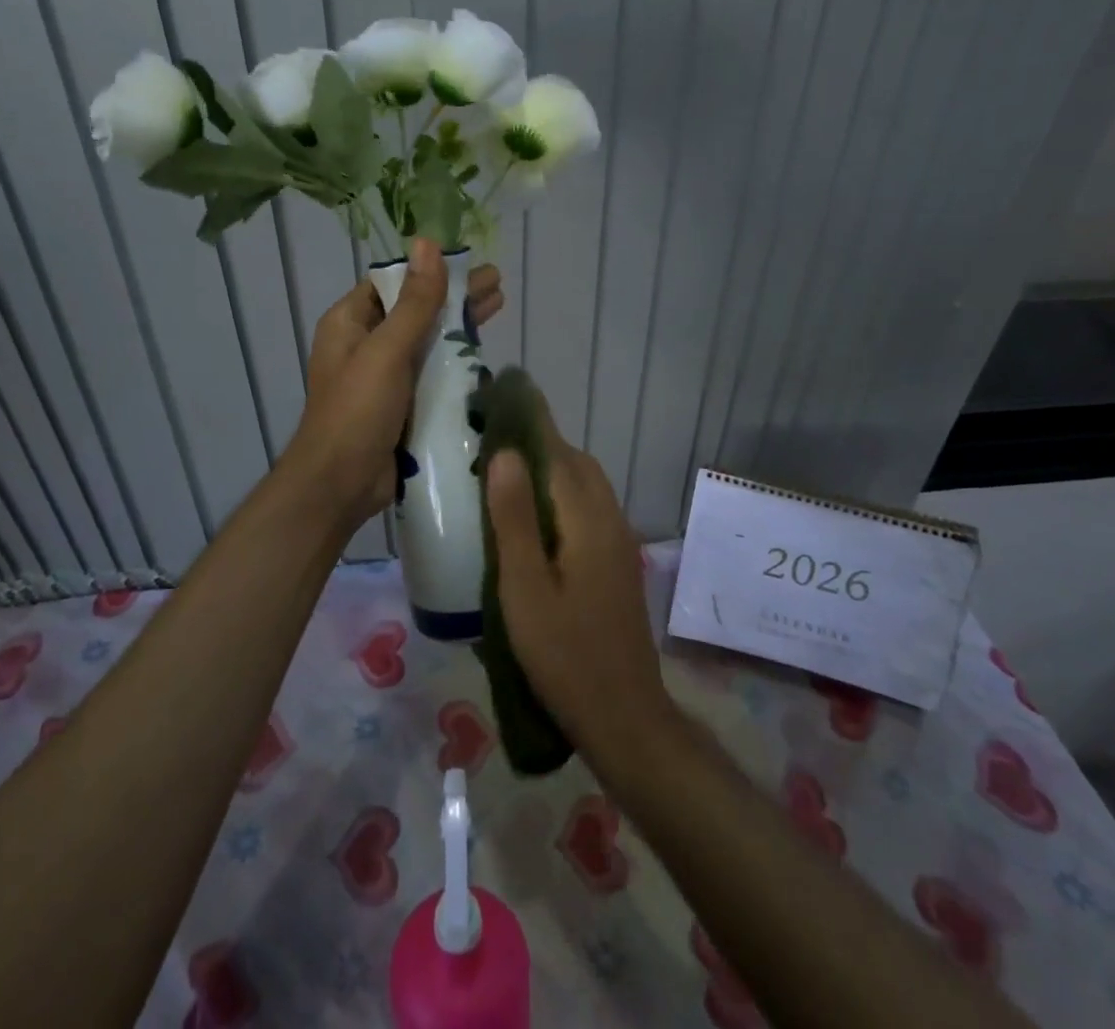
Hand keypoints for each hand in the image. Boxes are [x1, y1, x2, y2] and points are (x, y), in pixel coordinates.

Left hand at [286, 237, 503, 532]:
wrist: (340, 485)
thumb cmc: (357, 411)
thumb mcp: (387, 351)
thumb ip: (414, 301)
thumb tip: (428, 243)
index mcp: (350, 323)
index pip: (393, 282)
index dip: (430, 269)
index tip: (468, 261)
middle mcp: (366, 344)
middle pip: (415, 309)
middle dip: (454, 296)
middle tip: (497, 284)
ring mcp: (385, 375)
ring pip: (427, 340)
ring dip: (459, 325)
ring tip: (499, 307)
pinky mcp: (403, 403)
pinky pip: (432, 371)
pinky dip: (456, 359)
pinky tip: (486, 352)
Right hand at [486, 423, 672, 763]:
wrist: (623, 716)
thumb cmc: (564, 654)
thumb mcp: (525, 588)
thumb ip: (514, 519)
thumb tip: (505, 453)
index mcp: (588, 518)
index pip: (558, 451)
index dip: (530, 422)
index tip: (498, 398)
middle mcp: (610, 519)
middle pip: (575, 464)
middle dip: (538, 444)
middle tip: (490, 444)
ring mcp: (618, 542)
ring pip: (584, 487)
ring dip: (551, 470)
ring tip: (505, 478)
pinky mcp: (616, 563)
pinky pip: (588, 510)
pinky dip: (561, 497)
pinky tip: (533, 522)